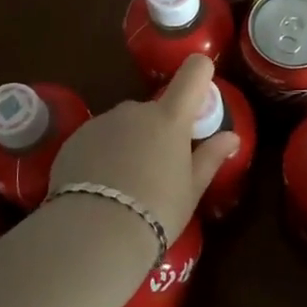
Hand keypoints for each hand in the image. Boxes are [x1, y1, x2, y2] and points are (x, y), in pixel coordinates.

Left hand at [47, 54, 240, 247]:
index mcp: (170, 118)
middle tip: (158, 170)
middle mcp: (135, 111)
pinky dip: (102, 154)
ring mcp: (102, 122)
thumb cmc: (155, 211)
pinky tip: (100, 188)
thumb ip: (210, 157)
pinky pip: (97, 139)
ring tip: (125, 185)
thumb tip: (231, 137)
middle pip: (155, 109)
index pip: (193, 72)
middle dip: (158, 131)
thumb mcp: (191, 190)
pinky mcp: (74, 139)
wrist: (92, 233)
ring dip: (129, 143)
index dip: (200, 75)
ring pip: (124, 125)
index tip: (200, 99)